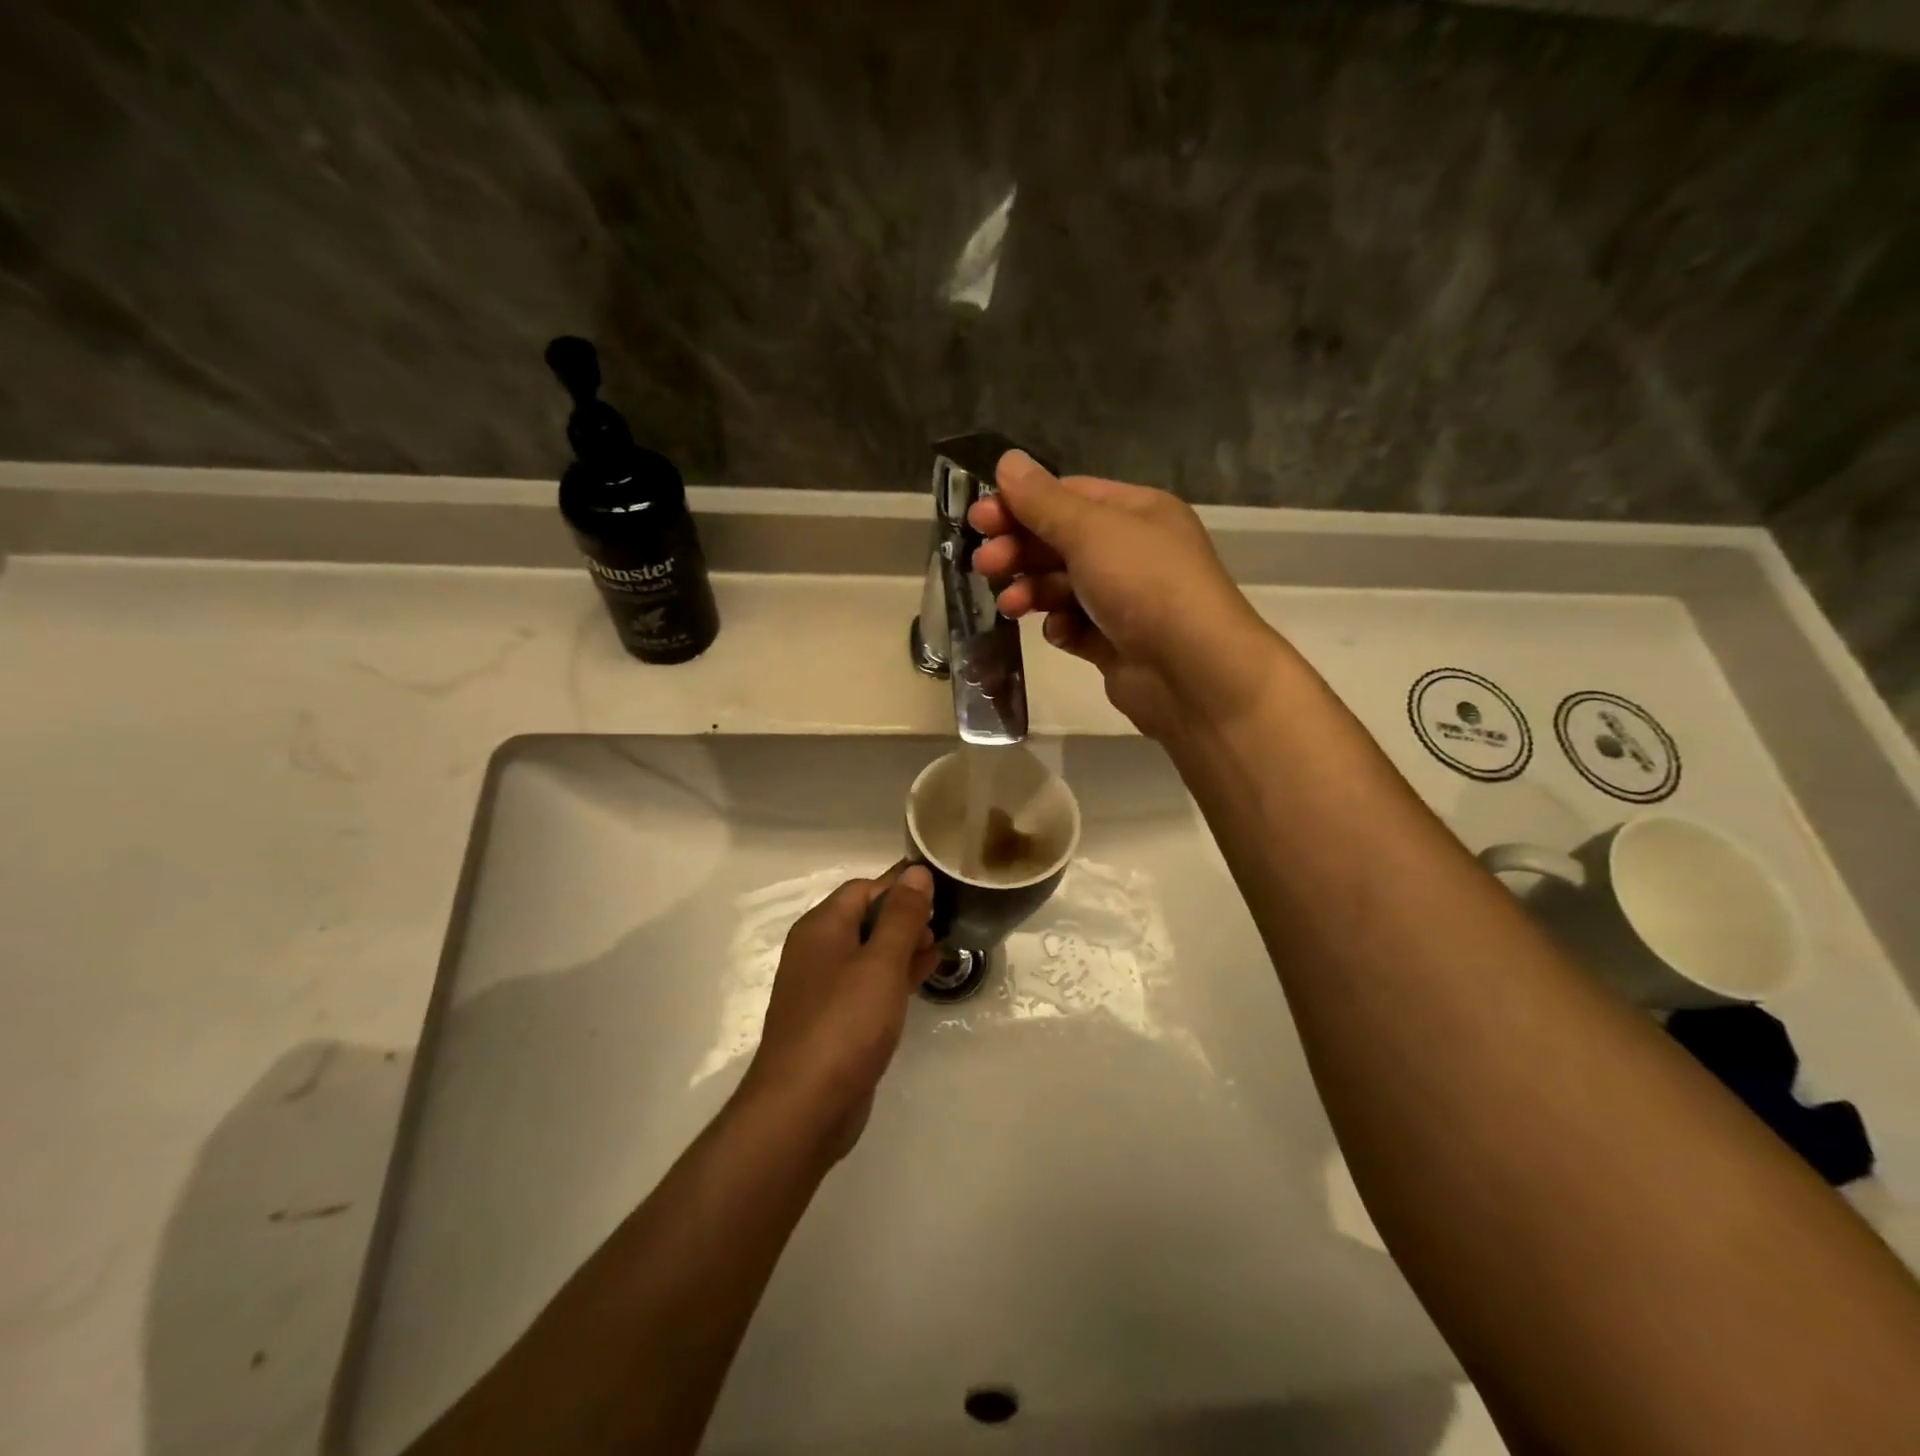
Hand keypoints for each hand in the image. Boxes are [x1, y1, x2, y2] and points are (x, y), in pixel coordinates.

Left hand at [742, 864, 938, 1157]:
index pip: (864, 888)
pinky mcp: (835, 1020)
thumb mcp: (881, 963)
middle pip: (865, 918)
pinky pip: (868, 983)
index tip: (941, 887)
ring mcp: (824, 988)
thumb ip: (902, 916)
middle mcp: (818, 951)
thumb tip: (916, 872)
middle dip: (905, 916)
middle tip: (947, 920)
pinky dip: (895, 974)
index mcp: (821, 927)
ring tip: (943, 943)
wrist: (804, 1107)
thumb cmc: (845, 1023)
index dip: (901, 885)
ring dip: (904, 945)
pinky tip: (925, 974)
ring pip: (869, 952)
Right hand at [969, 452, 1282, 739]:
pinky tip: (1060, 633)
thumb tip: (1007, 461)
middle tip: (985, 564)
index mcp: (1135, 513)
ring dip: (1032, 591)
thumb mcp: (1091, 531)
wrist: (1193, 672)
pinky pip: (1075, 627)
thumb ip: (1043, 501)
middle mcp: (1131, 552)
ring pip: (1062, 587)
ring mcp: (1124, 600)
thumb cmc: (1144, 585)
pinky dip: (1062, 628)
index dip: (1021, 505)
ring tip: (1011, 605)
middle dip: (1020, 551)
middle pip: (1060, 542)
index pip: (1068, 497)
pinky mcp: (1115, 643)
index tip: (979, 519)